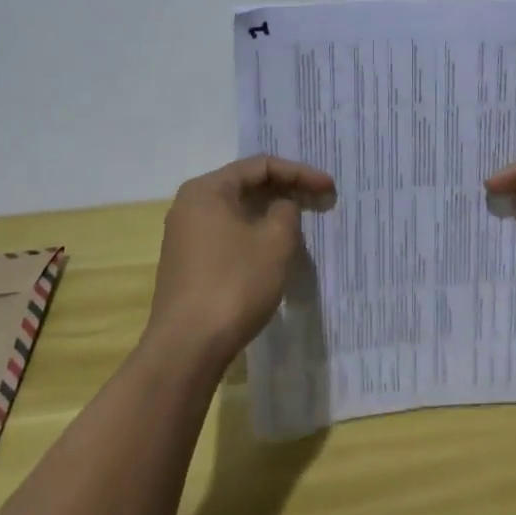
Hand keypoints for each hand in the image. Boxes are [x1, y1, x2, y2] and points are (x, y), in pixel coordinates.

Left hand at [146, 155, 335, 367]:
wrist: (187, 348)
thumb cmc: (234, 283)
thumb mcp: (275, 241)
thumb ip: (287, 211)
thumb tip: (282, 207)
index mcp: (207, 189)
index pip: (261, 166)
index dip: (300, 173)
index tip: (329, 187)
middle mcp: (190, 206)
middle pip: (247, 186)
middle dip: (287, 191)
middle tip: (320, 201)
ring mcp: (186, 237)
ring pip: (239, 213)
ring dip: (273, 215)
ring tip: (303, 224)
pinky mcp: (189, 264)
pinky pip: (229, 235)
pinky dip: (256, 235)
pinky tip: (276, 251)